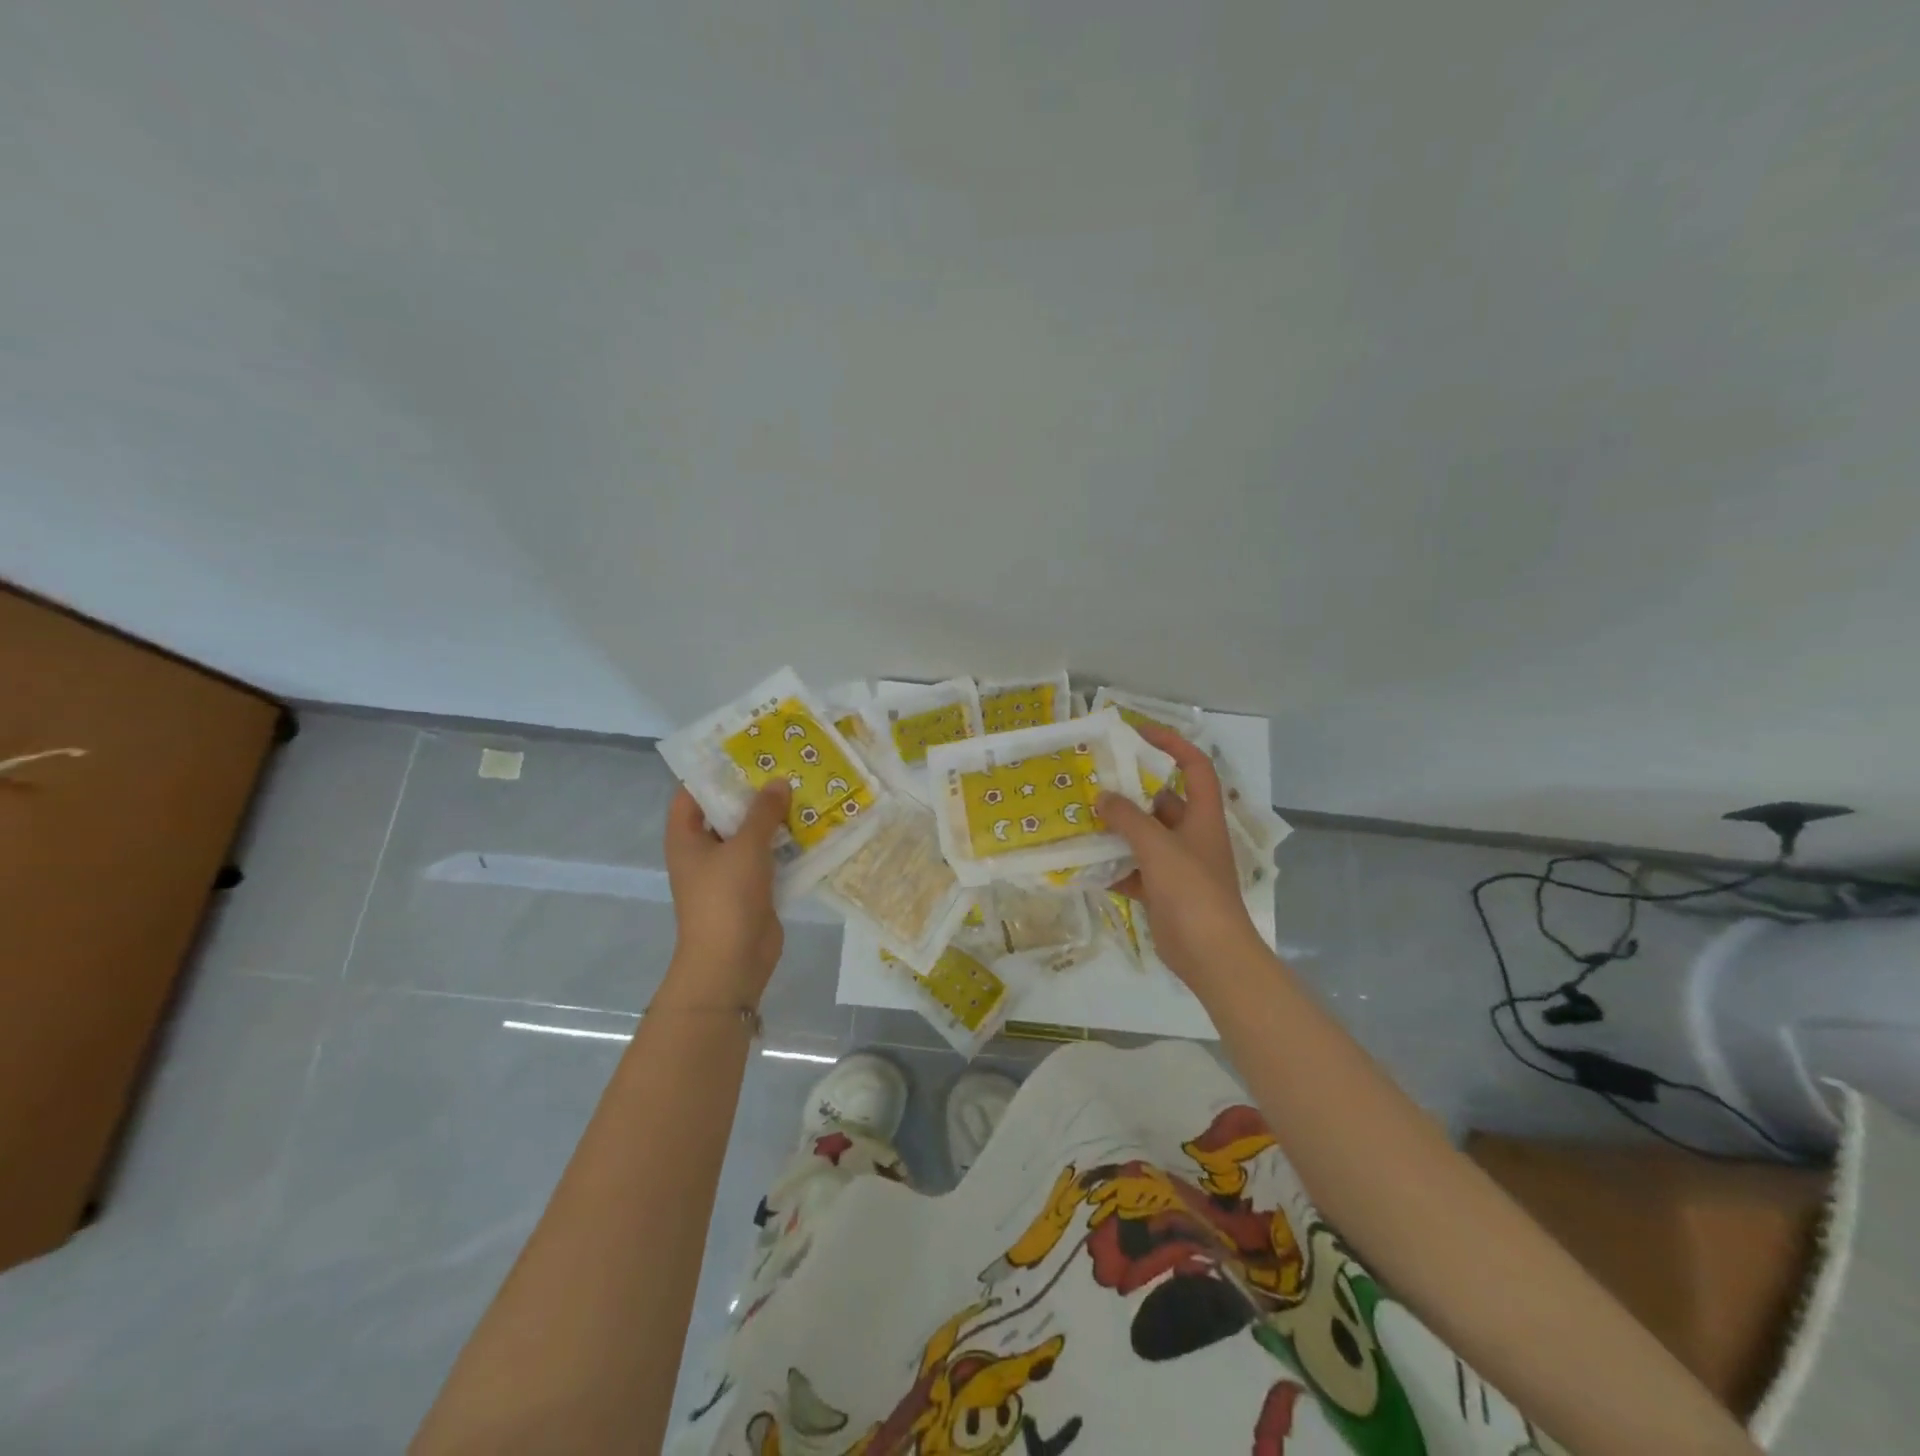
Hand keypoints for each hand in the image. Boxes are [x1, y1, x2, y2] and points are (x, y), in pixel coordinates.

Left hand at [662, 783, 790, 1004]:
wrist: (731, 961)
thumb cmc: (726, 897)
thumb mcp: (745, 847)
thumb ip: (763, 812)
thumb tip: (779, 782)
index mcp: (686, 837)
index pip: (691, 792)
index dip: (713, 770)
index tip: (744, 750)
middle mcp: (703, 851)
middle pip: (725, 812)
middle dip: (753, 791)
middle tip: (784, 764)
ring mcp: (728, 871)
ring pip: (750, 835)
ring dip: (773, 818)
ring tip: (803, 788)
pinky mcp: (752, 889)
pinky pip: (768, 858)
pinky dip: (785, 844)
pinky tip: (812, 826)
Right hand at [1098, 725, 1263, 989]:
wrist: (1211, 955)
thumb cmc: (1192, 891)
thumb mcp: (1158, 847)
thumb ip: (1128, 819)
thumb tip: (1102, 798)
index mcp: (1202, 817)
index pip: (1194, 766)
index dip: (1172, 744)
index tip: (1139, 733)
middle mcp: (1191, 835)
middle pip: (1161, 801)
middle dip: (1129, 791)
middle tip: (1094, 779)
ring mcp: (1176, 865)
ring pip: (1143, 837)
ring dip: (1116, 829)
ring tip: (1081, 816)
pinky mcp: (1162, 892)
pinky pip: (1133, 870)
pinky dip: (1112, 866)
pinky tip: (1083, 863)